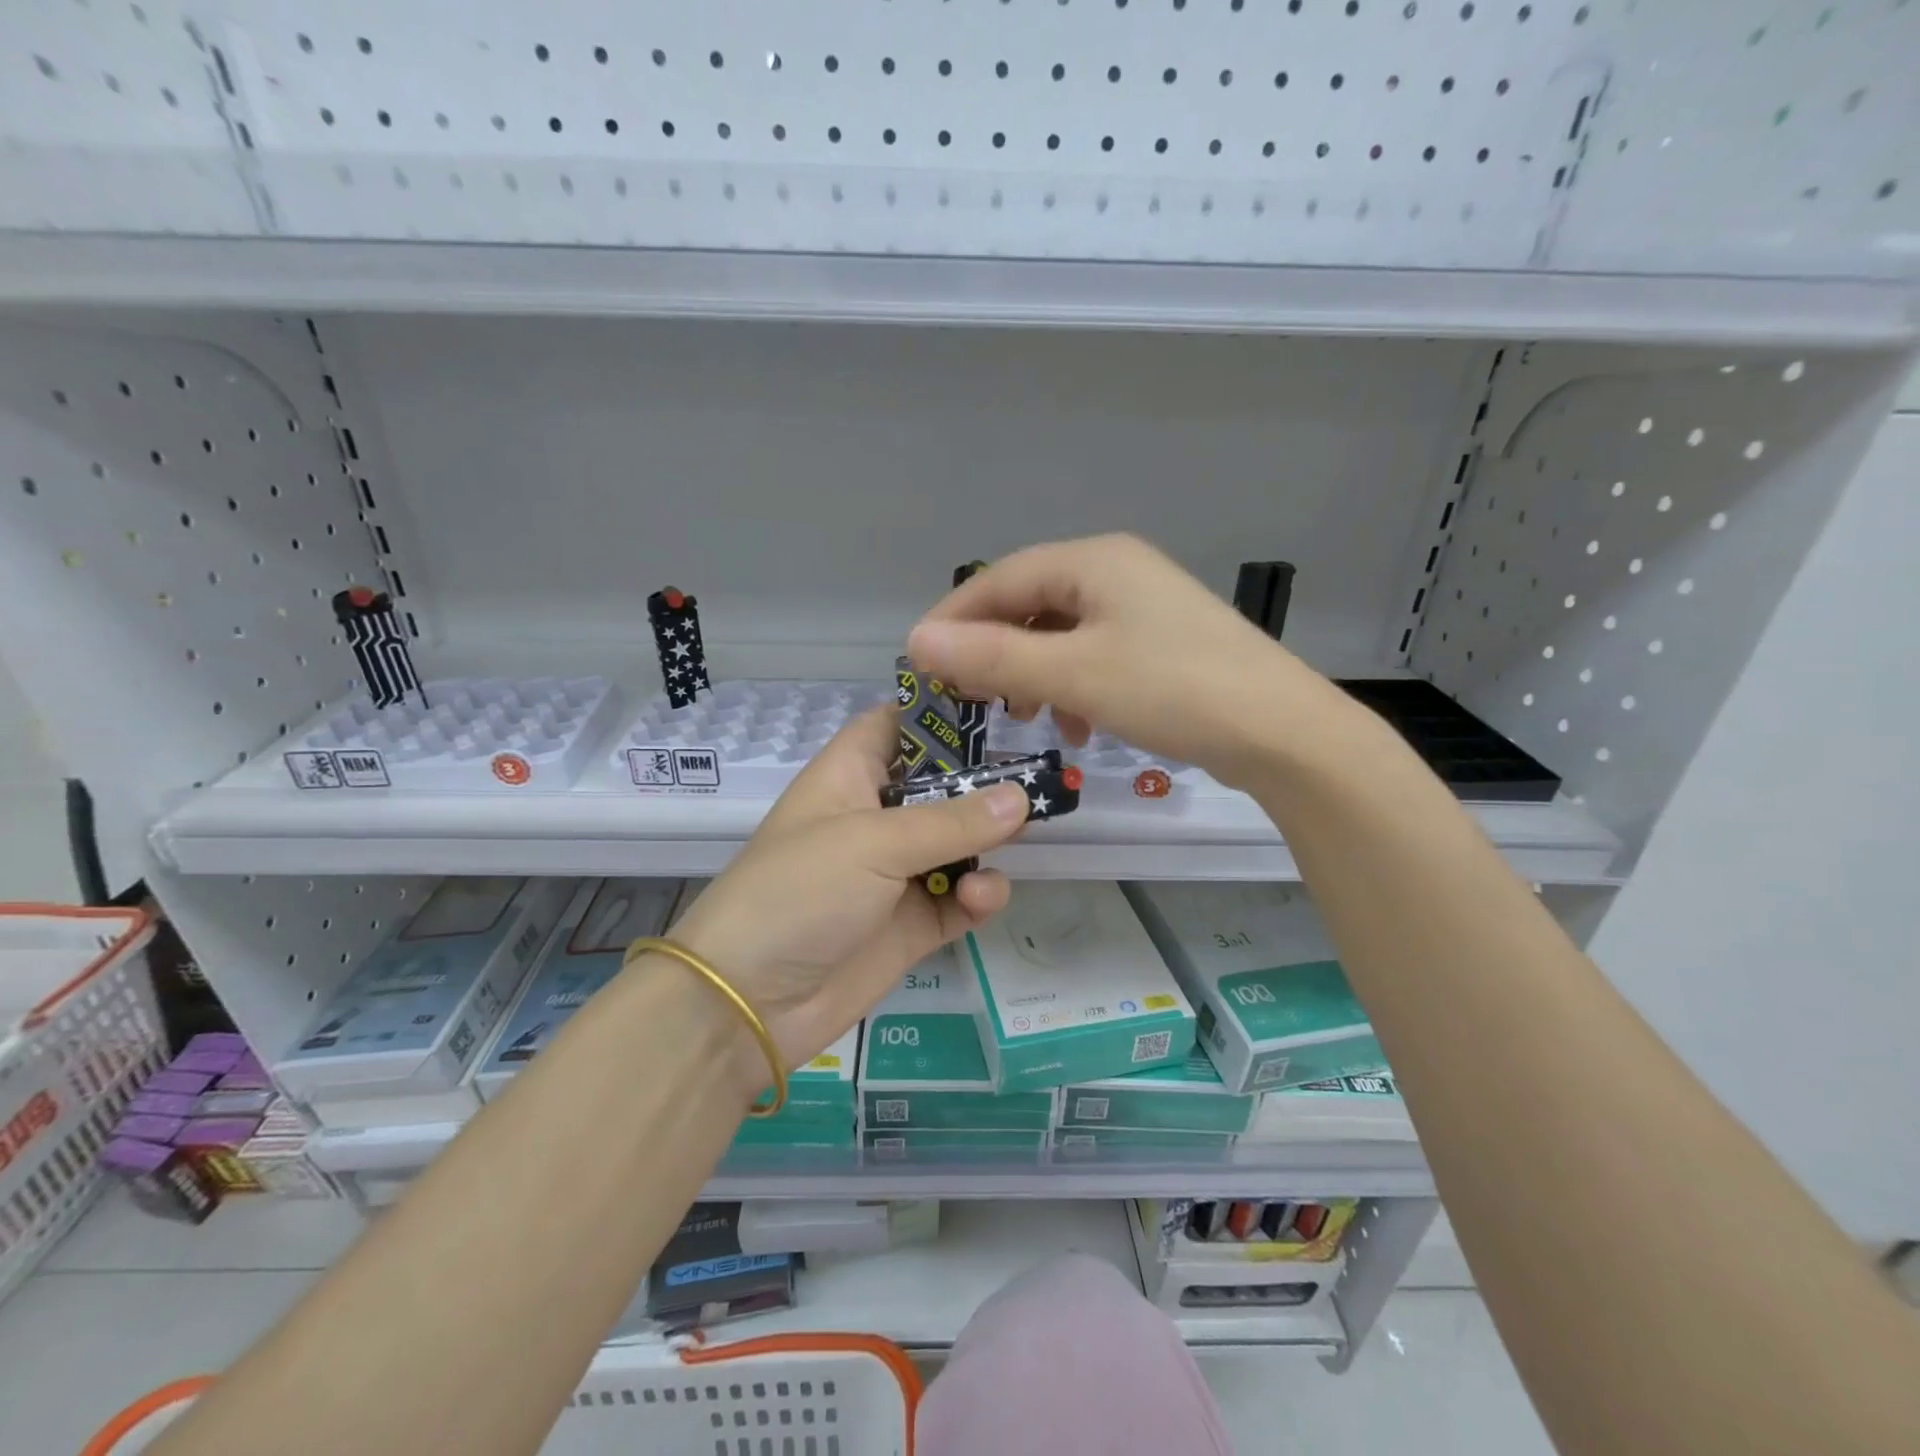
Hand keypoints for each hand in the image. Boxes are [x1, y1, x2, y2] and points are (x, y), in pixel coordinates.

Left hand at [664, 706, 1027, 1103]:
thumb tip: (1022, 797)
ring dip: (989, 842)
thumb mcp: (874, 842)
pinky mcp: (913, 923)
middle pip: (942, 784)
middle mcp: (877, 816)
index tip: (1001, 709)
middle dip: (985, 784)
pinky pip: (962, 899)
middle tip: (1038, 780)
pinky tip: (979, 898)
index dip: (942, 713)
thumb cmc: (801, 891)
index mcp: (852, 775)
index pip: (899, 724)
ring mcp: (897, 872)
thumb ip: (953, 821)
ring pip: (961, 842)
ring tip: (1015, 841)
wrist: (751, 1001)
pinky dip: (978, 896)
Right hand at [908, 533, 1335, 787]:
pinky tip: (1078, 725)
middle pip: (1030, 604)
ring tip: (1024, 717)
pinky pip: (1095, 655)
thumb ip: (993, 659)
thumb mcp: (1073, 675)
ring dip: (1032, 673)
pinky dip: (1072, 686)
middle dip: (994, 651)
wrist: (1282, 732)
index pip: (999, 578)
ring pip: (1061, 634)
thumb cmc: (1173, 690)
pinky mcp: (1162, 643)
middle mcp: (1117, 571)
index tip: (921, 664)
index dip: (953, 619)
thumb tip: (917, 642)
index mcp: (1094, 561)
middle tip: (971, 698)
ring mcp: (1144, 607)